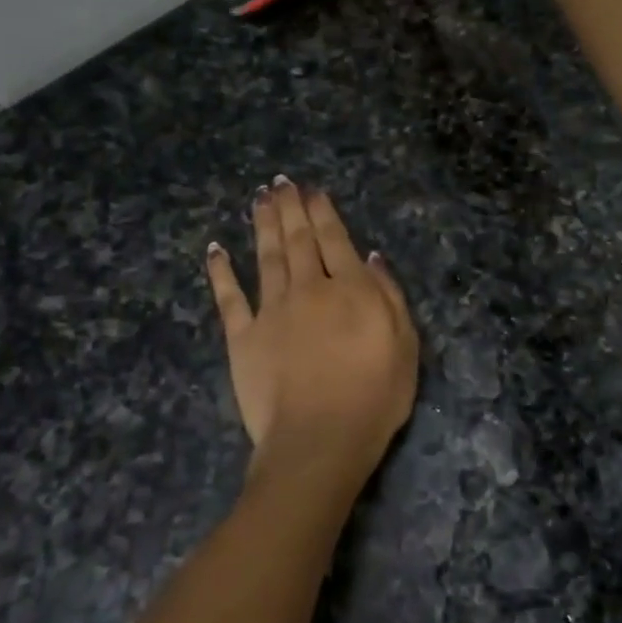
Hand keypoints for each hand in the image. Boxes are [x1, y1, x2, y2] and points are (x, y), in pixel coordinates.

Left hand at [205, 179, 418, 491]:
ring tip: (260, 199)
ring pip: (266, 256)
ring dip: (262, 224)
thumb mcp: (406, 345)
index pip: (335, 239)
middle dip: (290, 207)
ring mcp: (271, 311)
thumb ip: (389, 296)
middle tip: (281, 182)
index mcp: (350, 289)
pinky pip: (229, 297)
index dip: (322, 212)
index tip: (312, 190)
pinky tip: (216, 249)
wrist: (320, 439)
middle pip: (297, 240)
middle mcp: (308, 289)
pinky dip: (221, 271)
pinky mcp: (242, 337)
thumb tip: (370, 257)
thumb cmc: (374, 397)